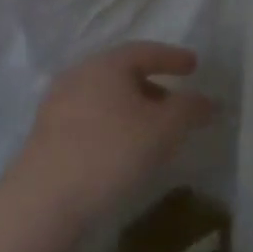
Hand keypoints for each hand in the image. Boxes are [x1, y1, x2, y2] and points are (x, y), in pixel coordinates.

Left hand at [6, 42, 217, 232]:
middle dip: (154, 86)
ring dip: (134, 108)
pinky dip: (115, 124)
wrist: (44, 200)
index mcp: (106, 65)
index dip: (173, 58)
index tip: (194, 65)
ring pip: (106, 97)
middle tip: (177, 103)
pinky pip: (91, 118)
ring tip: (155, 130)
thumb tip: (208, 101)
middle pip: (123, 73)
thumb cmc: (111, 151)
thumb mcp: (164, 128)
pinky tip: (126, 148)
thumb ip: (190, 108)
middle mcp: (79, 76)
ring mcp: (58, 105)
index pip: (146, 51)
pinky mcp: (48, 135)